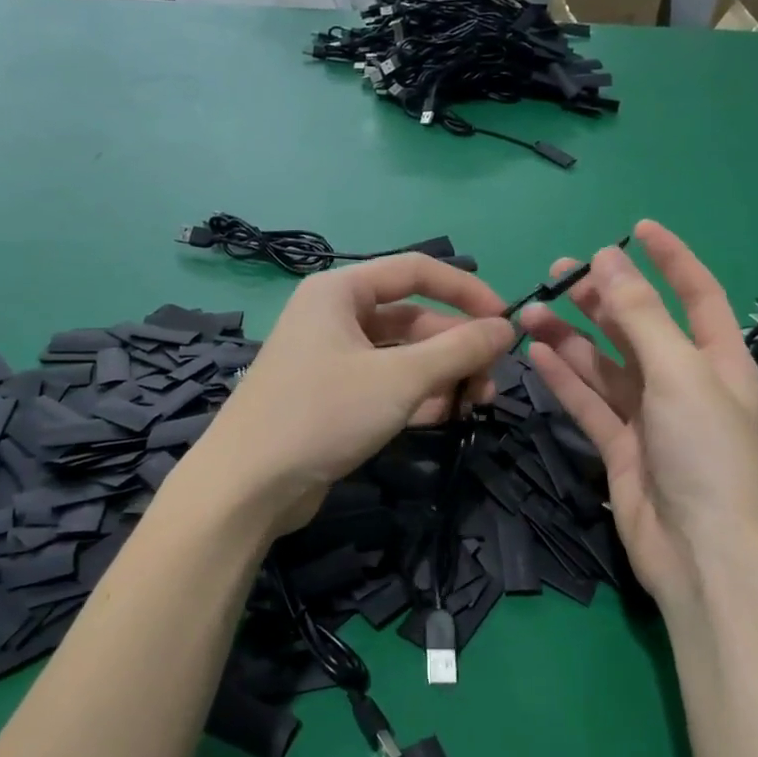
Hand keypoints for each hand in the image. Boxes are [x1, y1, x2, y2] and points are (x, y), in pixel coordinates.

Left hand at [188, 254, 513, 533]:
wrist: (249, 486)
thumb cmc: (323, 414)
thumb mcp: (399, 379)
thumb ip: (458, 349)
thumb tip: (508, 327)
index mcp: (340, 291)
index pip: (417, 271)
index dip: (467, 291)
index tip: (506, 320)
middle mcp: (335, 317)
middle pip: (413, 318)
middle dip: (457, 347)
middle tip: (492, 379)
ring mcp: (333, 359)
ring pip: (403, 356)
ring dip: (443, 375)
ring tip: (477, 402)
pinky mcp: (335, 398)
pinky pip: (388, 385)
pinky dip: (419, 396)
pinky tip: (448, 416)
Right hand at [520, 221, 757, 610]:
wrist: (701, 555)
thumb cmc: (706, 454)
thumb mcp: (680, 373)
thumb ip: (641, 317)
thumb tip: (608, 261)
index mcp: (718, 360)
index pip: (696, 294)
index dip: (670, 259)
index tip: (635, 229)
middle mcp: (684, 384)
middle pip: (639, 327)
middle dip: (603, 297)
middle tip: (558, 272)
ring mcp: (650, 417)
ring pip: (604, 365)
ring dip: (571, 337)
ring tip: (530, 309)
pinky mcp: (620, 447)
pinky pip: (588, 402)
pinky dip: (563, 378)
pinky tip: (536, 353)